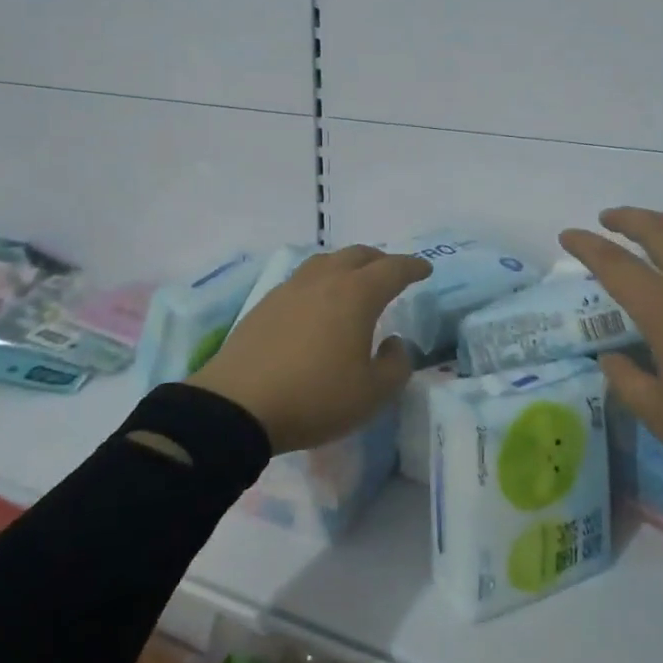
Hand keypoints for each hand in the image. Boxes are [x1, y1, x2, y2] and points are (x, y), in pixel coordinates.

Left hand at [192, 246, 432, 453]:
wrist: (237, 407)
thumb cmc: (315, 398)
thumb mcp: (372, 394)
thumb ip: (396, 365)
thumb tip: (394, 343)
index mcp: (356, 295)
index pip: (392, 269)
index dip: (412, 267)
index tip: (425, 269)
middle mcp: (324, 281)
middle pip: (357, 255)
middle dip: (380, 260)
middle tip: (392, 273)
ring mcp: (290, 289)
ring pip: (325, 262)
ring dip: (347, 265)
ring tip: (354, 281)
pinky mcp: (265, 305)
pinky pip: (302, 280)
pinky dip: (320, 281)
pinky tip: (317, 303)